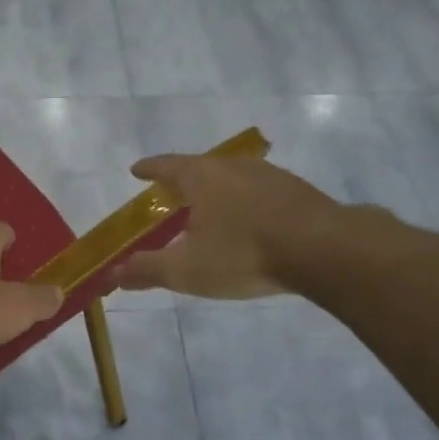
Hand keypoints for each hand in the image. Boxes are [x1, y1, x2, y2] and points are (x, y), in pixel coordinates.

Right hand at [115, 153, 342, 299]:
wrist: (325, 249)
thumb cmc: (244, 254)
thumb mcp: (187, 269)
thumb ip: (147, 270)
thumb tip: (114, 273)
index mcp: (201, 176)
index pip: (166, 166)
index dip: (149, 169)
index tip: (136, 170)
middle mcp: (232, 166)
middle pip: (199, 167)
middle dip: (183, 178)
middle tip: (171, 192)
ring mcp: (269, 175)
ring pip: (232, 176)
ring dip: (217, 189)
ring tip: (210, 206)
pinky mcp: (297, 190)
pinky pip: (259, 190)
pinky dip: (245, 200)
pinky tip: (251, 219)